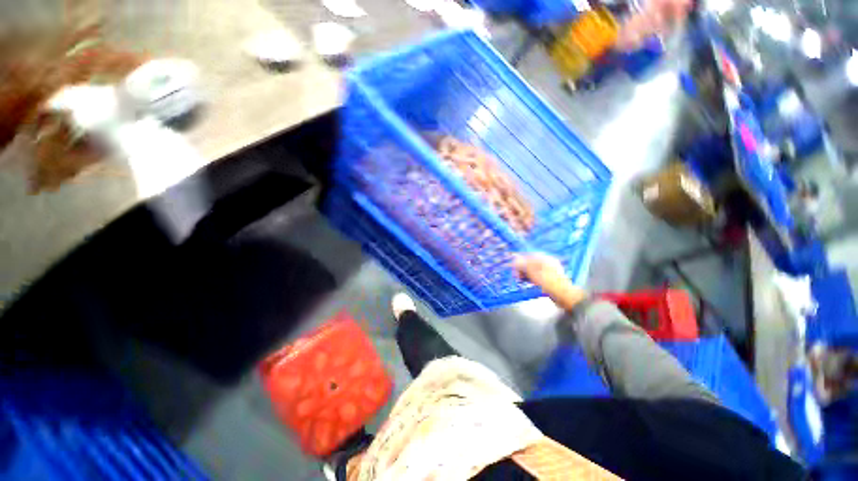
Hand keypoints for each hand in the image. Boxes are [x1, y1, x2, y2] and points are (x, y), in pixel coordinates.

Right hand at [512, 253, 587, 309]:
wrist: (564, 296)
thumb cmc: (549, 282)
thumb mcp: (533, 272)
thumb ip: (523, 265)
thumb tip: (514, 260)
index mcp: (544, 258)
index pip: (528, 255)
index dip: (519, 260)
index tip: (512, 266)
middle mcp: (547, 264)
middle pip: (530, 263)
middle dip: (521, 268)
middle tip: (515, 275)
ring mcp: (548, 272)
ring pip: (532, 271)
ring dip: (525, 274)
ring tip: (520, 280)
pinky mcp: (548, 281)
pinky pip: (536, 277)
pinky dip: (530, 279)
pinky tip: (527, 283)